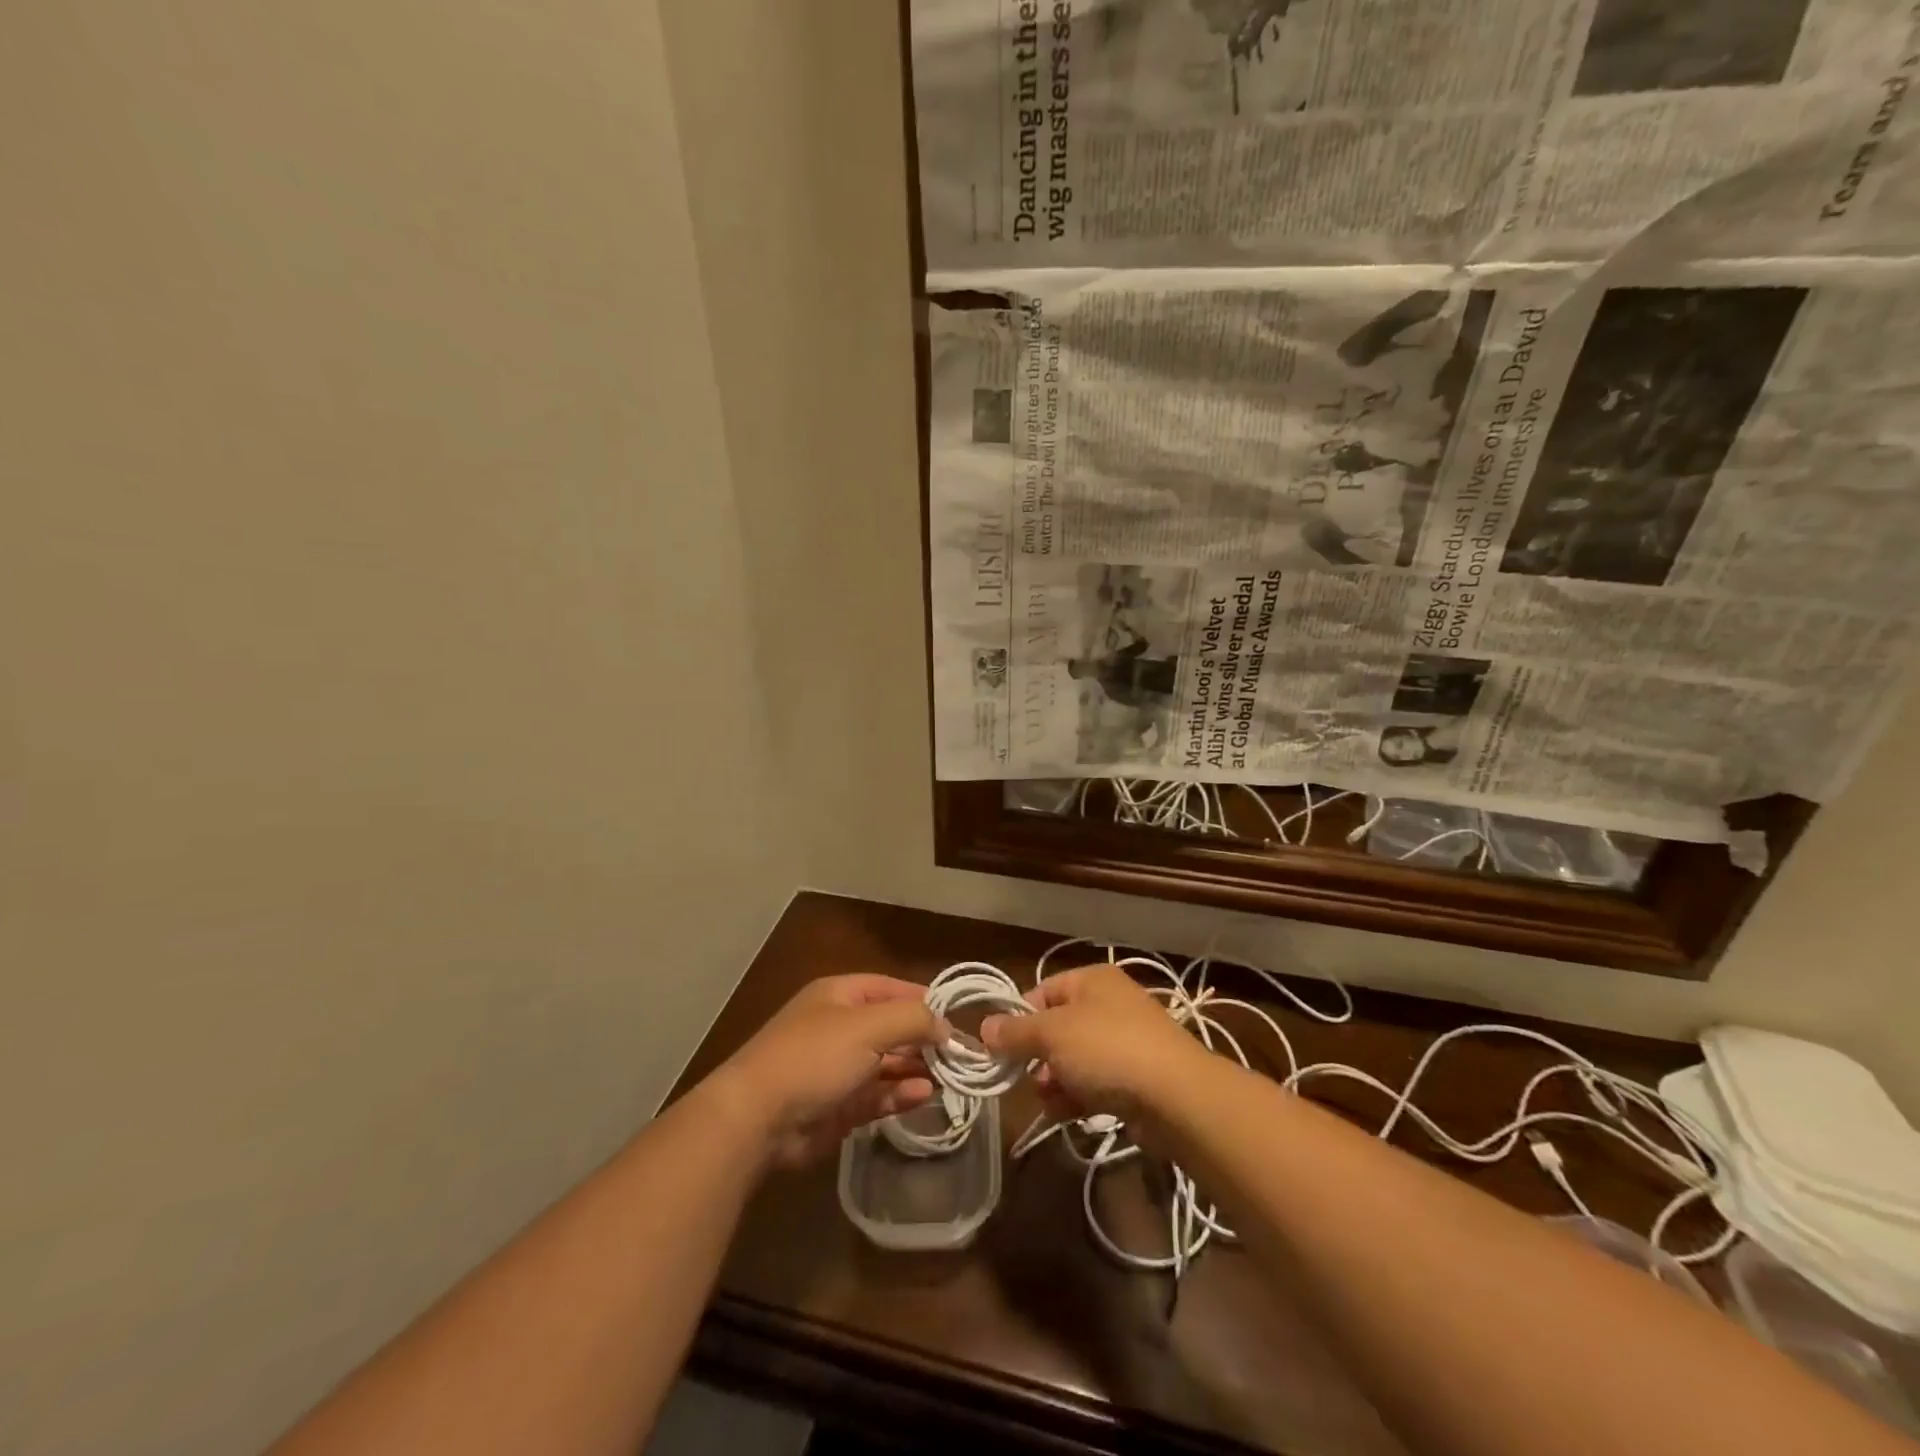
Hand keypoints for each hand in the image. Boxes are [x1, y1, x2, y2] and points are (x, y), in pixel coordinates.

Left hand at [715, 975, 941, 1167]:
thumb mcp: (868, 1027)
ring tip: (950, 1077)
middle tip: (961, 1055)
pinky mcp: (838, 1106)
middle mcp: (840, 1028)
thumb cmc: (814, 1057)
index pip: (892, 989)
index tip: (957, 1018)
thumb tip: (946, 1026)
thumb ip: (912, 1020)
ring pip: (887, 1064)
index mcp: (841, 996)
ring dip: (916, 1068)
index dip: (924, 1001)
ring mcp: (838, 1068)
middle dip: (924, 1039)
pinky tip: (926, 1095)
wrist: (757, 1119)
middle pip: (891, 1028)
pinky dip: (901, 1094)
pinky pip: (877, 1095)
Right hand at [980, 964, 1205, 1124]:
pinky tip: (1066, 1114)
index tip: (1002, 1046)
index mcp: (1092, 980)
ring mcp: (1126, 1042)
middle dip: (1037, 1056)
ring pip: (1075, 1059)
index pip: (1043, 991)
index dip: (1020, 1017)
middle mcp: (1110, 1005)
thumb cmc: (1107, 1050)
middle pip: (1058, 1028)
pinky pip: (1096, 1083)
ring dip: (1055, 1081)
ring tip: (1048, 1101)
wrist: (1176, 1097)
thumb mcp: (1052, 1034)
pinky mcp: (1137, 1079)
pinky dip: (1078, 1097)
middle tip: (1025, 1077)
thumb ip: (1016, 1032)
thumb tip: (985, 1027)